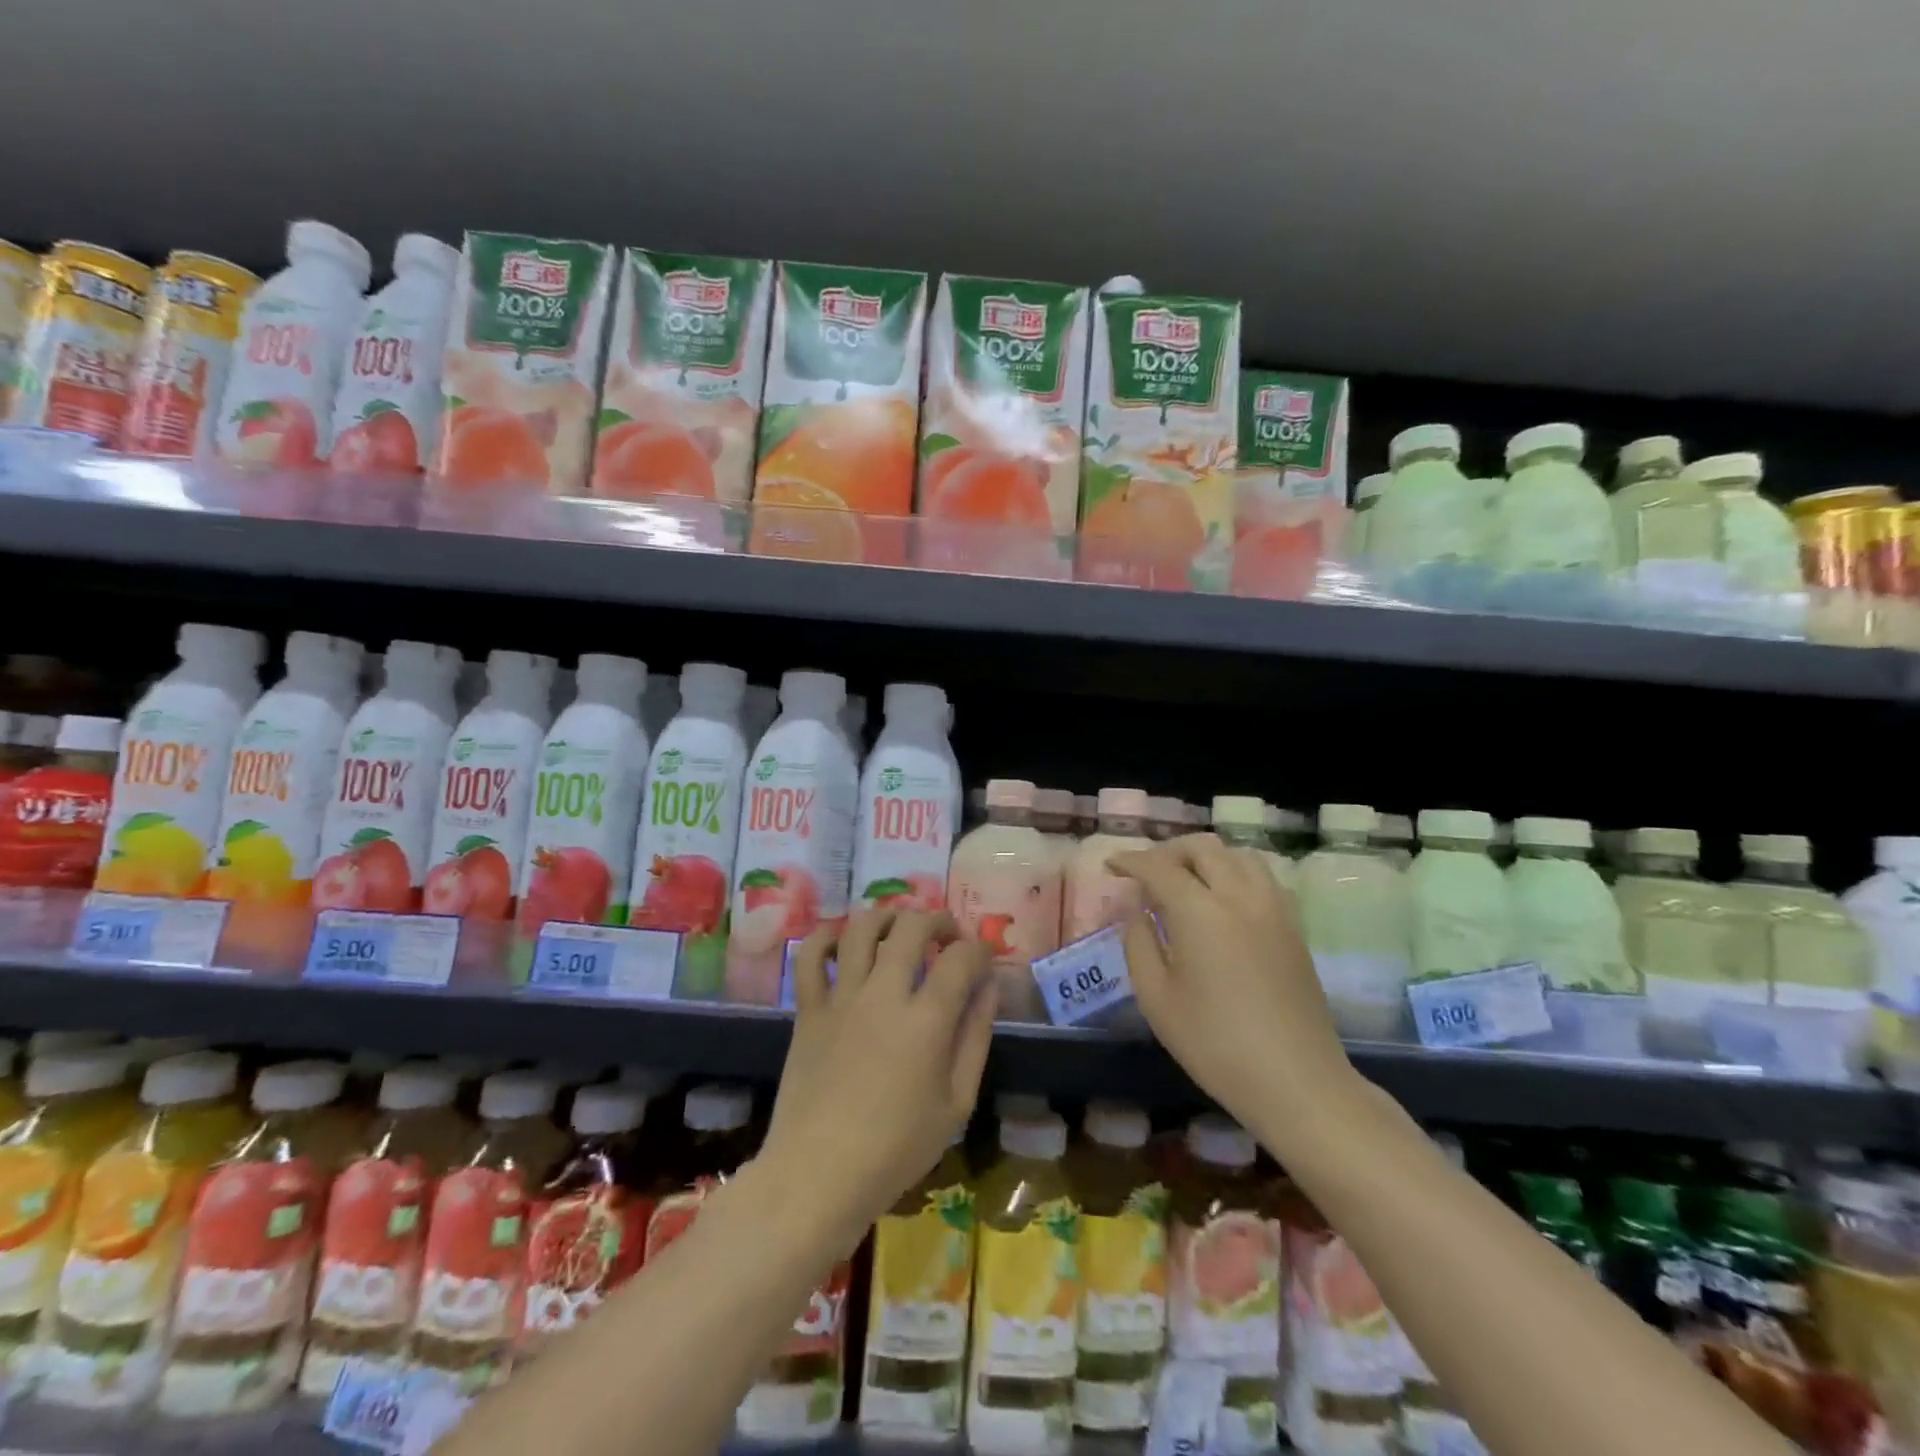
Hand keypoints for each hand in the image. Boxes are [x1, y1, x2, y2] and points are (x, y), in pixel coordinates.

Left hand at [761, 909, 994, 1251]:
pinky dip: (825, 936)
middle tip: (948, 936)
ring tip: (900, 928)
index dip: (979, 949)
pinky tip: (841, 939)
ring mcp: (841, 997)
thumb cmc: (896, 1149)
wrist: (818, 1174)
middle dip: (938, 921)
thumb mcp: (956, 1103)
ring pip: (862, 929)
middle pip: (912, 928)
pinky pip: (810, 956)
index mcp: (927, 1020)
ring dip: (887, 917)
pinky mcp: (809, 1009)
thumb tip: (988, 987)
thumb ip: (975, 1037)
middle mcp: (884, 994)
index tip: (983, 959)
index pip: (960, 958)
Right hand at [1112, 833, 1356, 1126]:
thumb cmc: (1214, 1043)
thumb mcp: (1156, 997)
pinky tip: (1223, 900)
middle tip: (1145, 875)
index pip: (1158, 866)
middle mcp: (1238, 895)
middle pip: (1201, 847)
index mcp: (1199, 910)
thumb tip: (1134, 907)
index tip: (1110, 865)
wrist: (1296, 1080)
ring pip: (1236, 855)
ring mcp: (1272, 907)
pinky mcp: (1293, 926)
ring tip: (1185, 881)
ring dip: (1204, 858)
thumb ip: (1138, 941)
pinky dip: (1234, 872)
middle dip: (1167, 852)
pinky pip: (1261, 876)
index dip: (1129, 860)